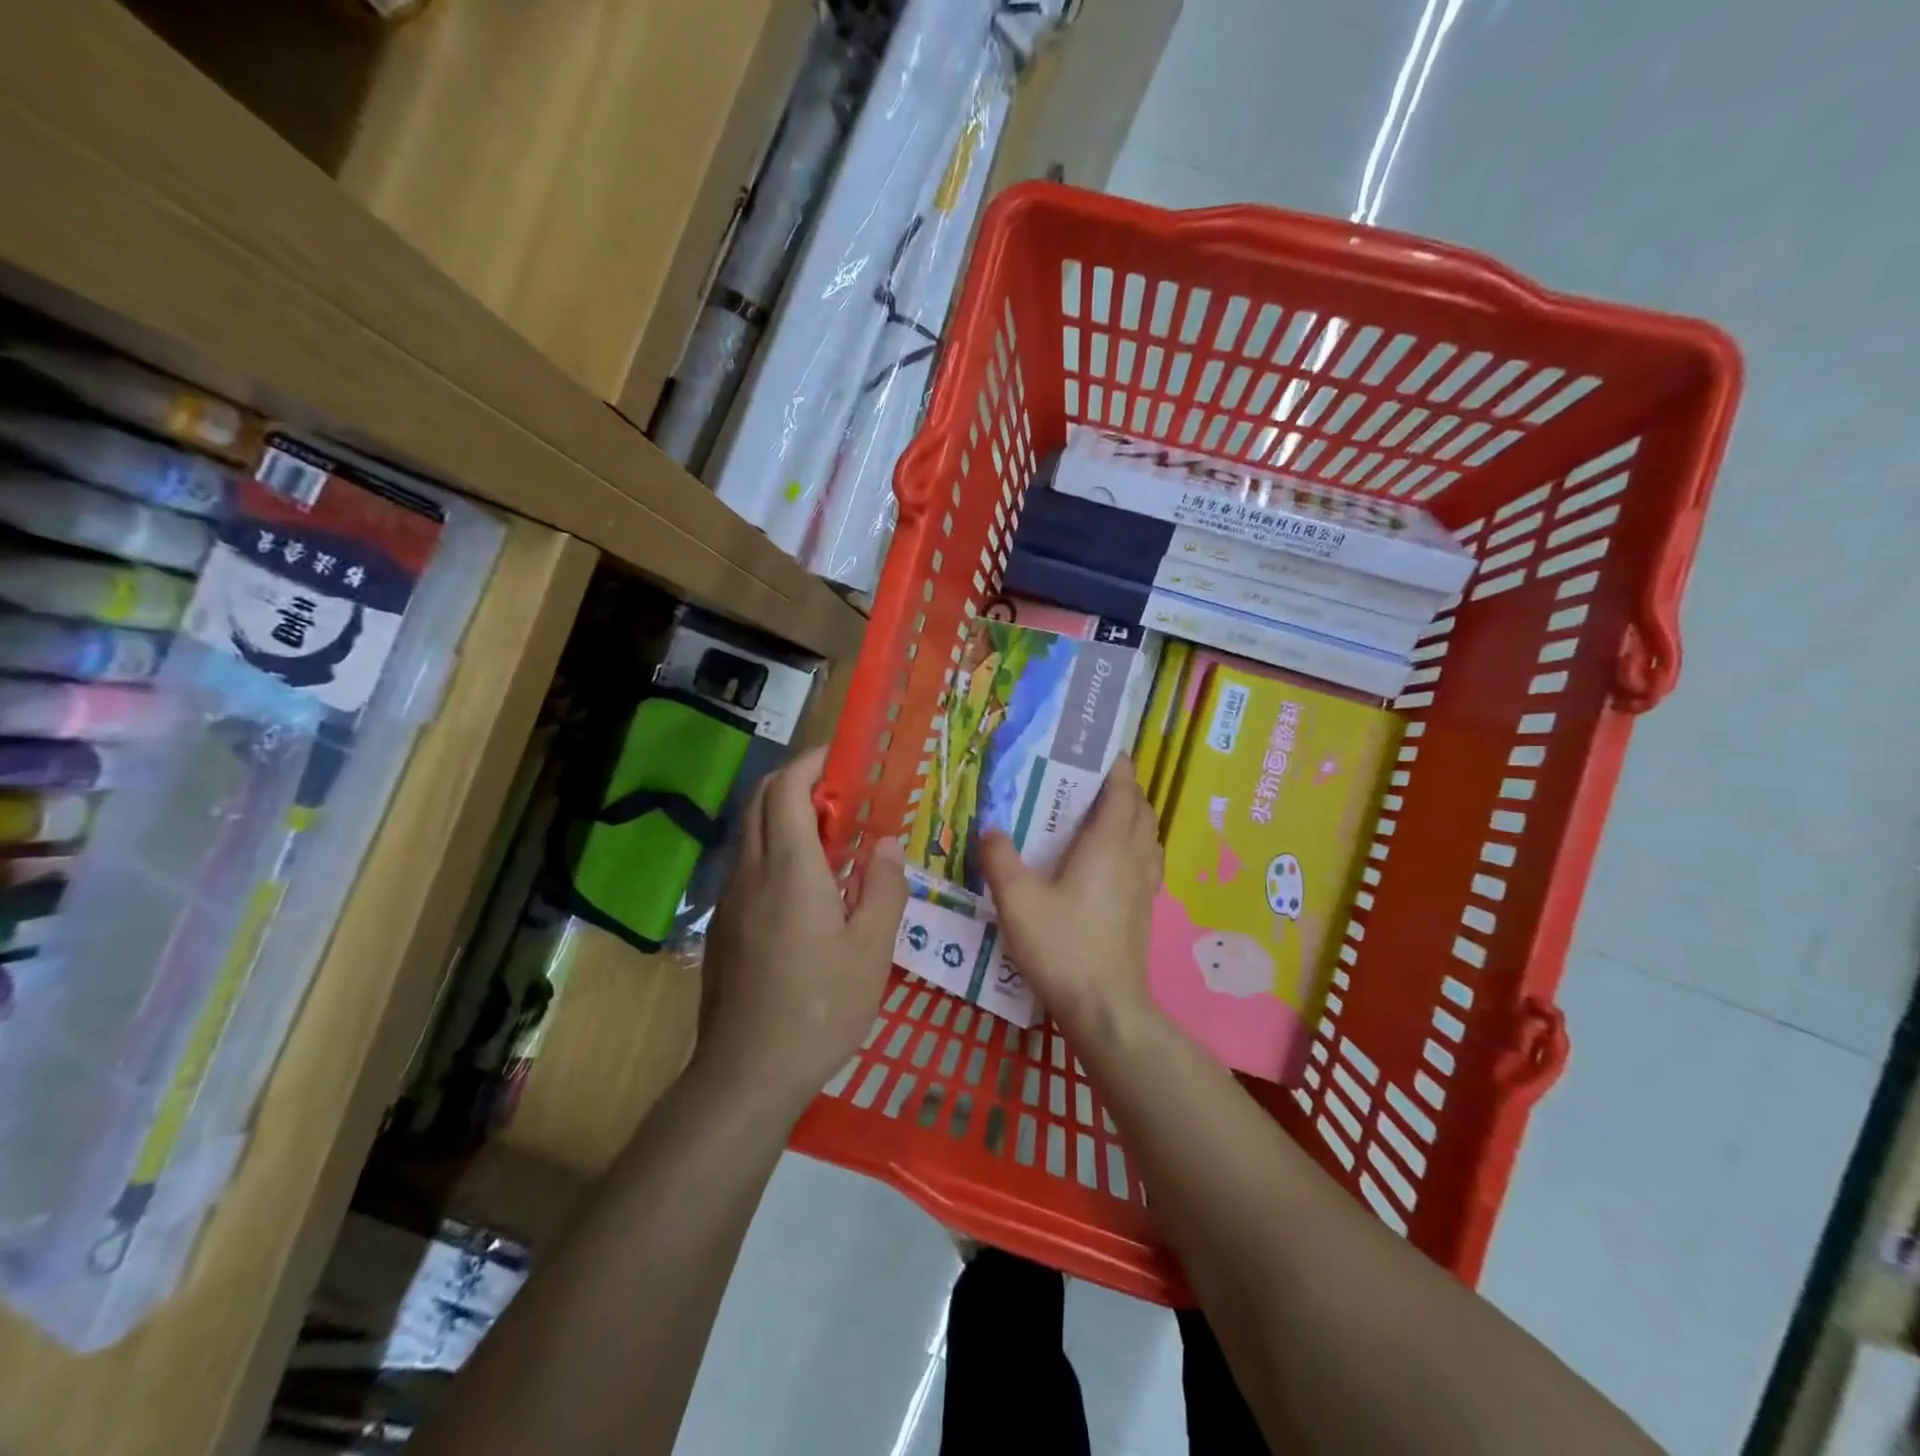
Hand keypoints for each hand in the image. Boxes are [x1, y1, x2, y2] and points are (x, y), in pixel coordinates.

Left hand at [698, 747, 907, 1105]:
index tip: (843, 759)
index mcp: (790, 869)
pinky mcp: (724, 924)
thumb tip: (886, 844)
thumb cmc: (820, 1008)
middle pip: (762, 799)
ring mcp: (730, 898)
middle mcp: (751, 872)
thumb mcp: (872, 950)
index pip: (789, 788)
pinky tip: (806, 885)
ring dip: (786, 814)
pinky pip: (748, 862)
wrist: (747, 1072)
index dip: (813, 763)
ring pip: (752, 830)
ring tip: (831, 837)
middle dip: (798, 780)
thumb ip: (884, 888)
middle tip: (842, 795)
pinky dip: (775, 847)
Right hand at [980, 758, 1163, 1034]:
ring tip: (1106, 815)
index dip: (1117, 768)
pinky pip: (1147, 861)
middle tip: (1096, 781)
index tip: (1105, 750)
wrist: (1105, 1007)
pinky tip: (1114, 862)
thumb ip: (1000, 859)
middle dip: (1126, 789)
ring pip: (1148, 836)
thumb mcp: (1018, 901)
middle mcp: (1133, 858)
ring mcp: (1144, 886)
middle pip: (1141, 810)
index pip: (1122, 792)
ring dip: (1134, 817)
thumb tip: (990, 828)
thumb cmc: (1063, 946)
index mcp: (1107, 845)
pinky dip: (1136, 845)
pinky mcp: (1144, 911)